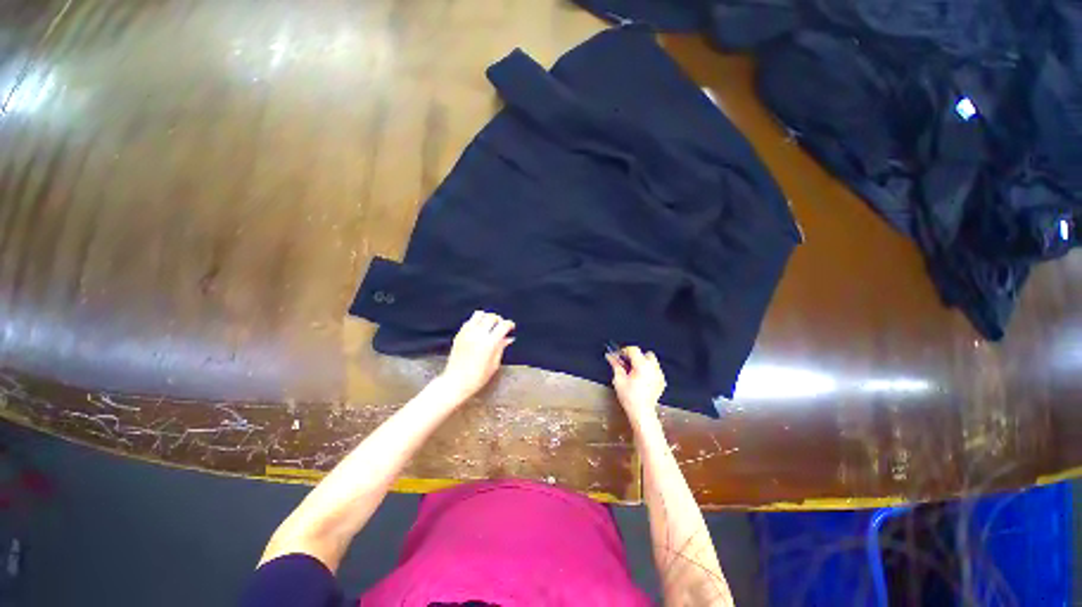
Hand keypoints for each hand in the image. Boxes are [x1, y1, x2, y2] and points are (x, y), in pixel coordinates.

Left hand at [438, 311, 514, 402]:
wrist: (455, 382)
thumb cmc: (477, 378)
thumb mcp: (494, 365)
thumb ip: (501, 348)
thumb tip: (508, 339)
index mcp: (489, 343)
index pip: (503, 325)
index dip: (509, 324)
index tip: (511, 327)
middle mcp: (478, 335)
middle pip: (491, 317)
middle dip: (499, 320)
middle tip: (501, 326)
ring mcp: (467, 333)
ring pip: (479, 315)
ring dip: (487, 317)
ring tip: (490, 324)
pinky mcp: (459, 334)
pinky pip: (469, 321)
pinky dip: (476, 321)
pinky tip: (479, 329)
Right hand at [607, 346, 664, 423]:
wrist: (641, 412)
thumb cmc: (629, 397)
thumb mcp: (619, 379)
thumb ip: (615, 365)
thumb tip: (610, 356)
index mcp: (642, 365)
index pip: (634, 349)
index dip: (624, 351)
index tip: (618, 356)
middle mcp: (653, 368)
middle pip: (645, 353)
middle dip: (636, 356)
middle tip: (627, 364)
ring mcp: (659, 375)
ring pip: (652, 361)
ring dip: (643, 363)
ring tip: (634, 372)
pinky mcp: (662, 381)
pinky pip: (655, 370)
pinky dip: (649, 371)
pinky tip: (642, 379)